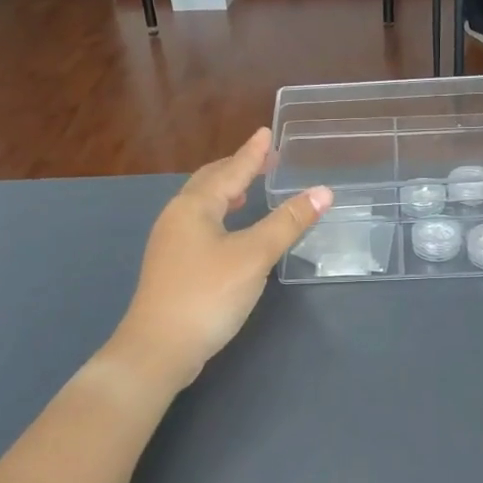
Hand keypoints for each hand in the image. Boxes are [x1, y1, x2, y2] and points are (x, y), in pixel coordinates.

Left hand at [107, 130, 331, 393]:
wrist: (158, 350)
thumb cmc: (207, 294)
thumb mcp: (254, 255)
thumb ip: (288, 222)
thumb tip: (323, 191)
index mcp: (194, 206)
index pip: (230, 170)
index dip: (252, 153)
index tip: (266, 133)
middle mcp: (177, 217)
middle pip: (209, 182)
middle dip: (236, 169)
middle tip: (263, 160)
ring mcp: (170, 243)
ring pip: (202, 206)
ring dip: (226, 193)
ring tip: (248, 190)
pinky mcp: (172, 267)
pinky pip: (200, 226)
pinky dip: (220, 216)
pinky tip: (231, 232)